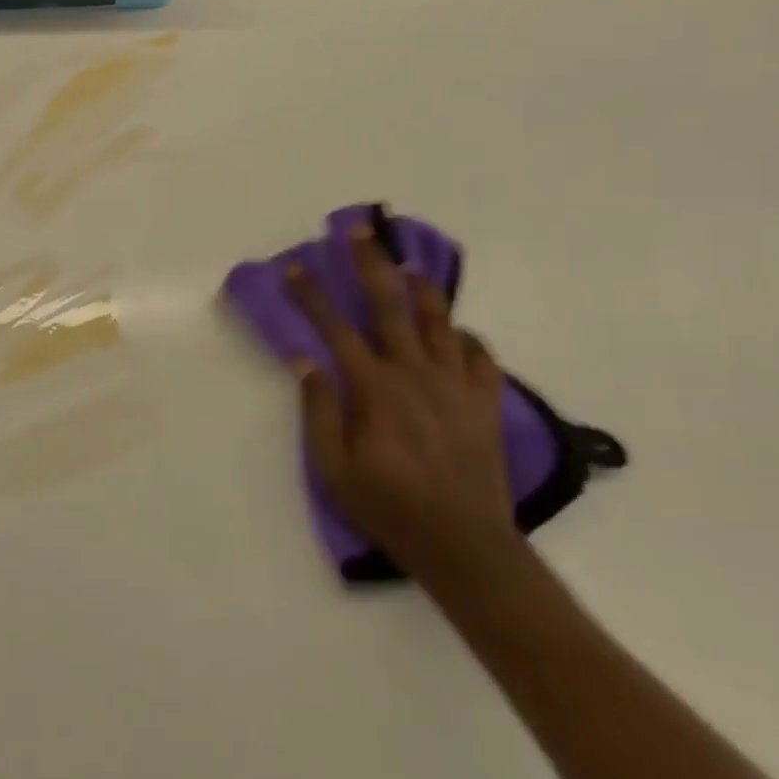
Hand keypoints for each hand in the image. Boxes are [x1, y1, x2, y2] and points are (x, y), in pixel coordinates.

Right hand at [286, 223, 524, 597]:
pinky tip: (455, 334)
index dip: (310, 295)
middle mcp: (415, 373)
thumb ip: (318, 412)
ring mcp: (456, 384)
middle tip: (360, 230)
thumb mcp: (334, 472)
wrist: (466, 547)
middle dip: (371, 262)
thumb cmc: (391, 509)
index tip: (292, 267)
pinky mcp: (485, 402)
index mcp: (375, 388)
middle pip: (390, 304)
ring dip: (422, 288)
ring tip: (409, 266)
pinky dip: (465, 338)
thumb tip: (306, 361)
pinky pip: (480, 356)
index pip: (334, 328)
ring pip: (439, 320)